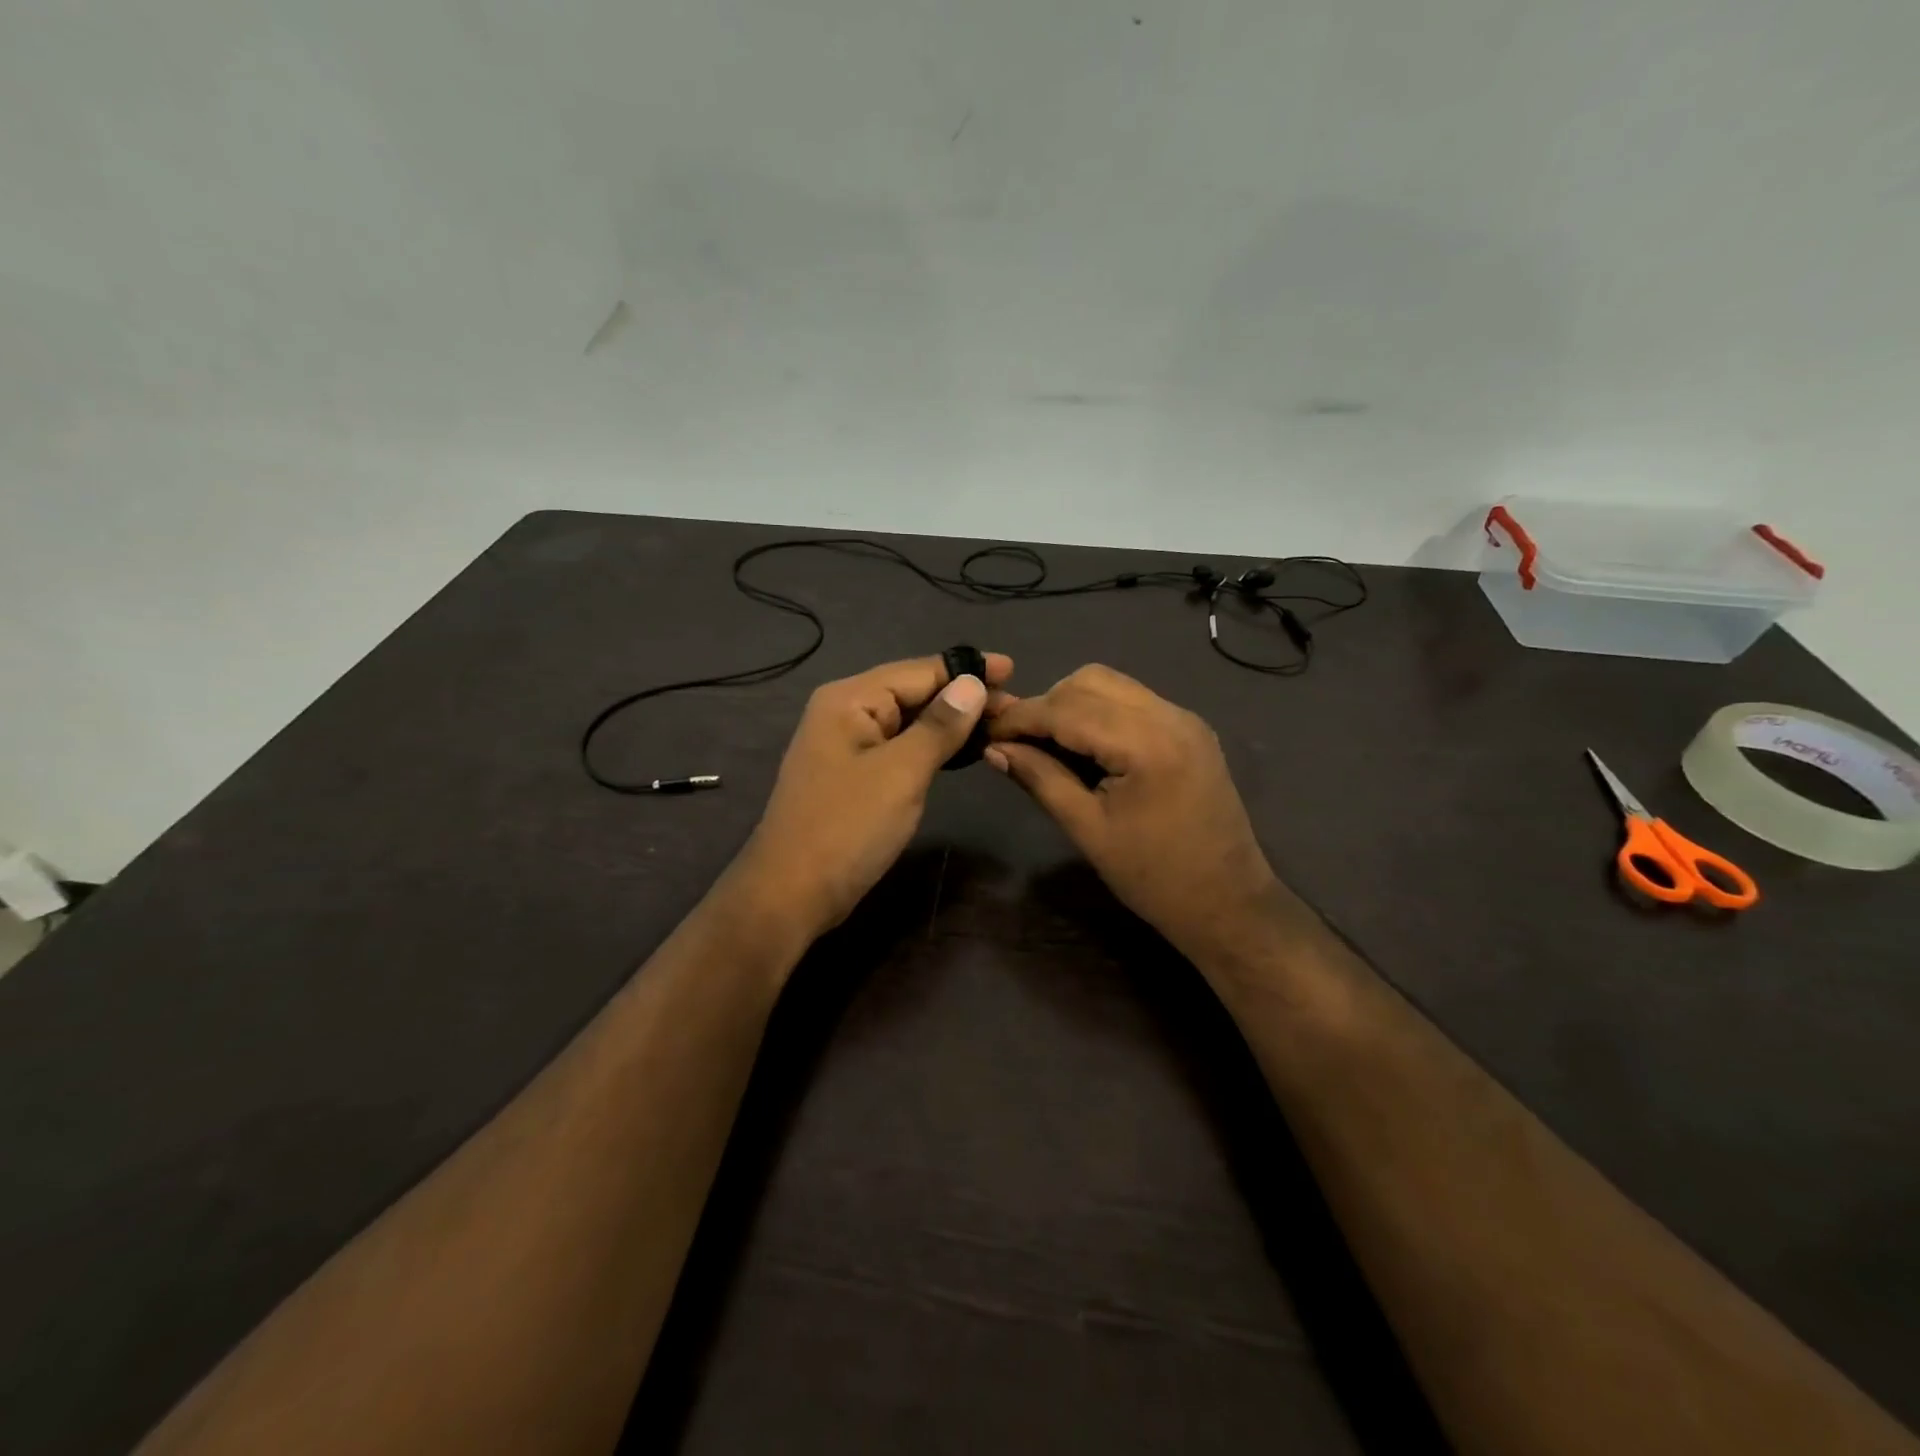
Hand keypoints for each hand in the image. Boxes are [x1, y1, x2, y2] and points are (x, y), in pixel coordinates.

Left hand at [730, 653, 1011, 943]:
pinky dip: (932, 746)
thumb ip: (939, 726)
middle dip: (963, 696)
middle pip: (913, 692)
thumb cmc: (847, 828)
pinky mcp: (854, 774)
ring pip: (908, 721)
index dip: (967, 669)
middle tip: (1014, 707)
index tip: (1013, 670)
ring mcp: (847, 745)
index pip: (919, 671)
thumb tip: (972, 684)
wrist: (792, 893)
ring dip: (951, 722)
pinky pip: (900, 746)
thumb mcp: (901, 774)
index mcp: (850, 700)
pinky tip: (960, 750)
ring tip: (997, 724)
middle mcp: (845, 712)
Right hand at [984, 665, 1279, 962]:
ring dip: (1073, 705)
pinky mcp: (1191, 730)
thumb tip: (994, 749)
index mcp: (1146, 743)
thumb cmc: (1153, 877)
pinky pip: (1134, 702)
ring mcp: (1185, 719)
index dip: (1021, 717)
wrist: (1228, 903)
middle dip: (1046, 704)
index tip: (986, 732)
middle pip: (1090, 681)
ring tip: (1049, 744)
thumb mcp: (1087, 829)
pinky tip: (1086, 747)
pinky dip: (1101, 713)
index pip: (1067, 709)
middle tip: (1019, 742)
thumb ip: (1040, 778)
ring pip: (1112, 685)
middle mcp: (1170, 716)